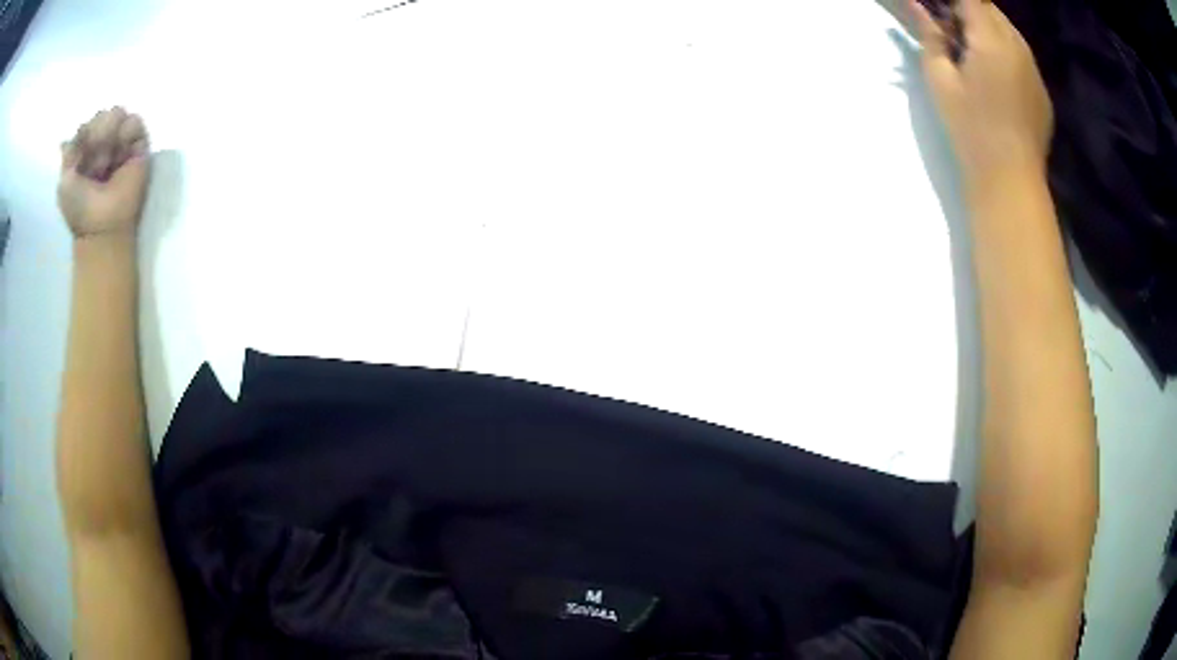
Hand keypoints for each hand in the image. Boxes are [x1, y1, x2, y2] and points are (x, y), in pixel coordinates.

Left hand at [58, 107, 149, 239]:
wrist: (103, 225)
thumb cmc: (80, 209)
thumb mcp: (64, 183)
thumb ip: (70, 151)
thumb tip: (79, 130)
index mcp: (85, 152)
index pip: (87, 123)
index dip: (84, 135)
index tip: (81, 157)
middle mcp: (103, 143)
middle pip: (102, 114)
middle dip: (97, 136)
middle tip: (95, 165)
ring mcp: (120, 143)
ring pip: (117, 113)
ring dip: (110, 136)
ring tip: (109, 161)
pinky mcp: (138, 144)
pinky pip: (134, 121)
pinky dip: (126, 135)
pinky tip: (122, 155)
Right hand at [911, 0, 1051, 188]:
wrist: (1011, 182)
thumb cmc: (971, 130)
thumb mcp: (940, 80)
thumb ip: (930, 36)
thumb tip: (915, 5)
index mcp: (991, 39)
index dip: (953, 3)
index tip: (939, 13)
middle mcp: (1018, 45)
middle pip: (991, 9)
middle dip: (969, 10)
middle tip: (952, 32)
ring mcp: (1034, 69)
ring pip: (1009, 30)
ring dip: (989, 30)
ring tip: (973, 54)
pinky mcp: (1042, 91)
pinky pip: (1022, 55)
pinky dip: (1006, 52)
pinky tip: (996, 77)